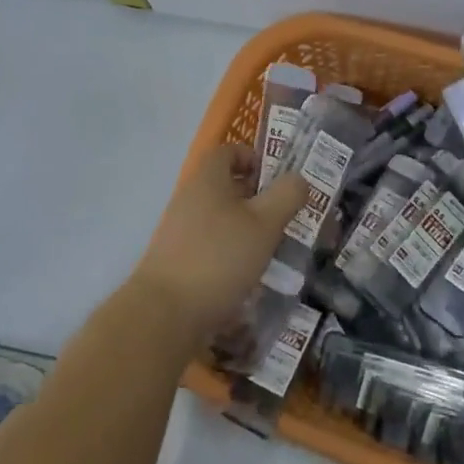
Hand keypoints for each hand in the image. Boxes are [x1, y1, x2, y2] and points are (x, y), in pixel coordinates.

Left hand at [130, 144, 310, 339]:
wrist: (165, 312)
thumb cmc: (220, 257)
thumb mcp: (265, 223)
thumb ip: (286, 196)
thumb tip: (299, 179)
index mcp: (208, 178)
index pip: (229, 150)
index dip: (255, 158)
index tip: (277, 182)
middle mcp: (190, 196)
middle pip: (226, 184)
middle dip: (256, 198)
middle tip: (282, 218)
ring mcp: (180, 228)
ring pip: (220, 216)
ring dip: (246, 228)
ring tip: (270, 250)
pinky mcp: (177, 258)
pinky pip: (210, 243)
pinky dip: (230, 252)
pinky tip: (246, 275)